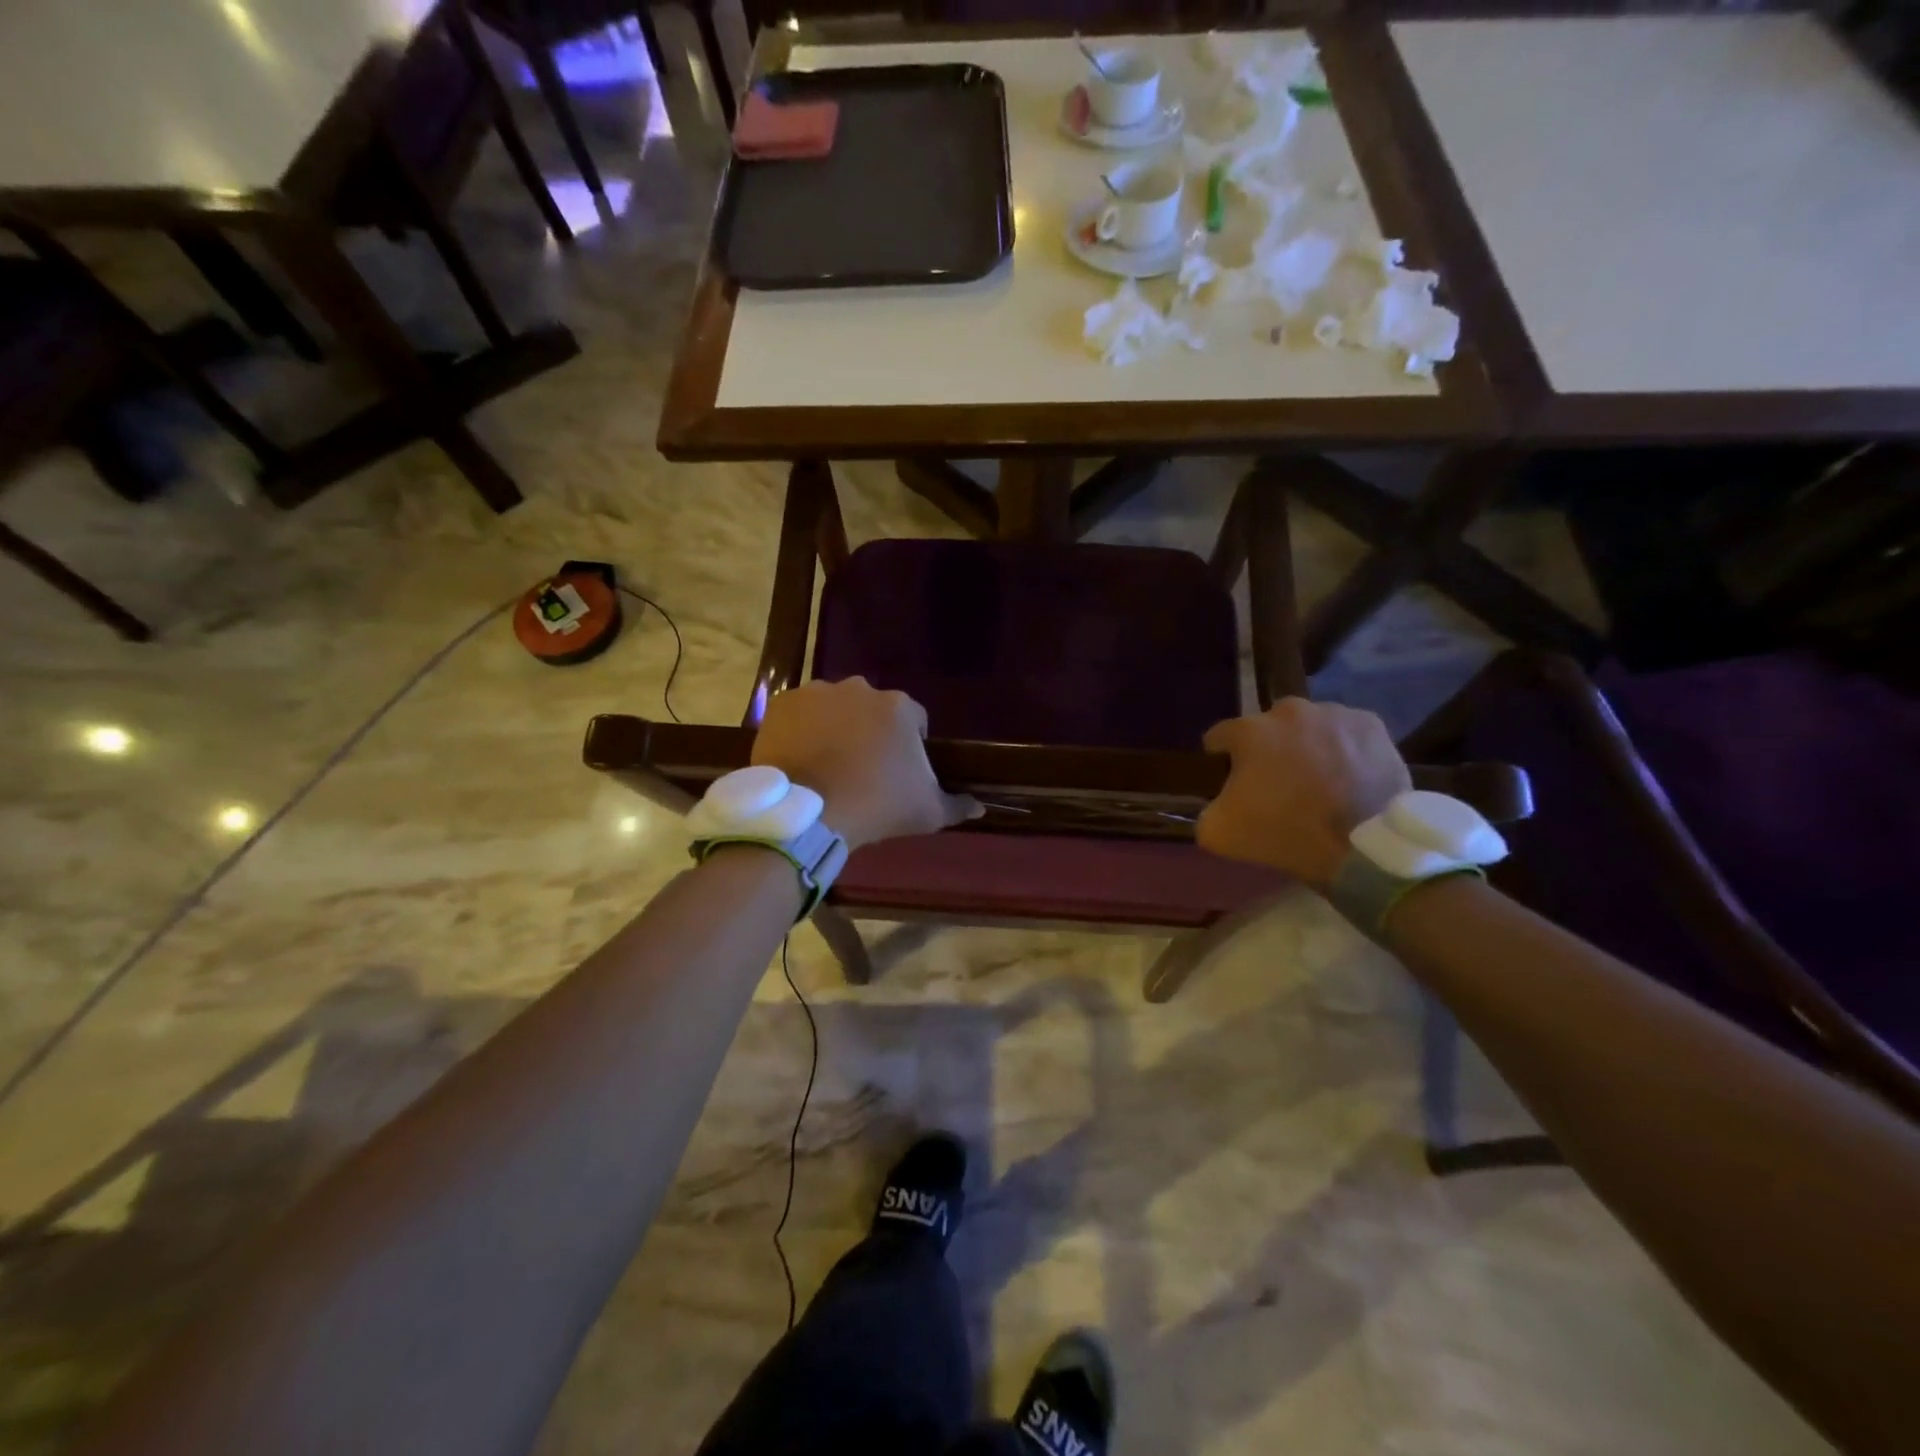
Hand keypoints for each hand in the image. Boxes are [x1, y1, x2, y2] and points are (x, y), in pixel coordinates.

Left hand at [752, 678, 980, 851]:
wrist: (808, 814)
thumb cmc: (876, 807)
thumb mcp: (927, 812)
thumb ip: (957, 805)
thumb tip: (981, 808)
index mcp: (899, 707)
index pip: (915, 720)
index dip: (910, 744)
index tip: (900, 772)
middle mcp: (860, 689)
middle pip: (873, 709)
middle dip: (871, 731)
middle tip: (863, 767)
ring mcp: (817, 692)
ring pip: (835, 707)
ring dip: (836, 726)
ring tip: (829, 763)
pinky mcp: (783, 704)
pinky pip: (800, 713)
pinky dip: (803, 729)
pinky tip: (802, 757)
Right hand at [1197, 698, 1410, 888]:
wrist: (1362, 847)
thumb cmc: (1285, 834)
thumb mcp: (1219, 833)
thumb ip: (1205, 809)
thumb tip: (1214, 803)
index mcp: (1249, 731)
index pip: (1220, 736)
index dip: (1220, 759)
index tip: (1228, 780)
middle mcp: (1289, 711)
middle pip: (1267, 728)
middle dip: (1267, 749)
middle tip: (1277, 783)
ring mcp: (1334, 714)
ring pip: (1308, 726)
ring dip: (1306, 745)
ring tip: (1318, 780)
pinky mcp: (1370, 725)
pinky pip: (1345, 732)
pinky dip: (1342, 748)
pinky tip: (1347, 775)